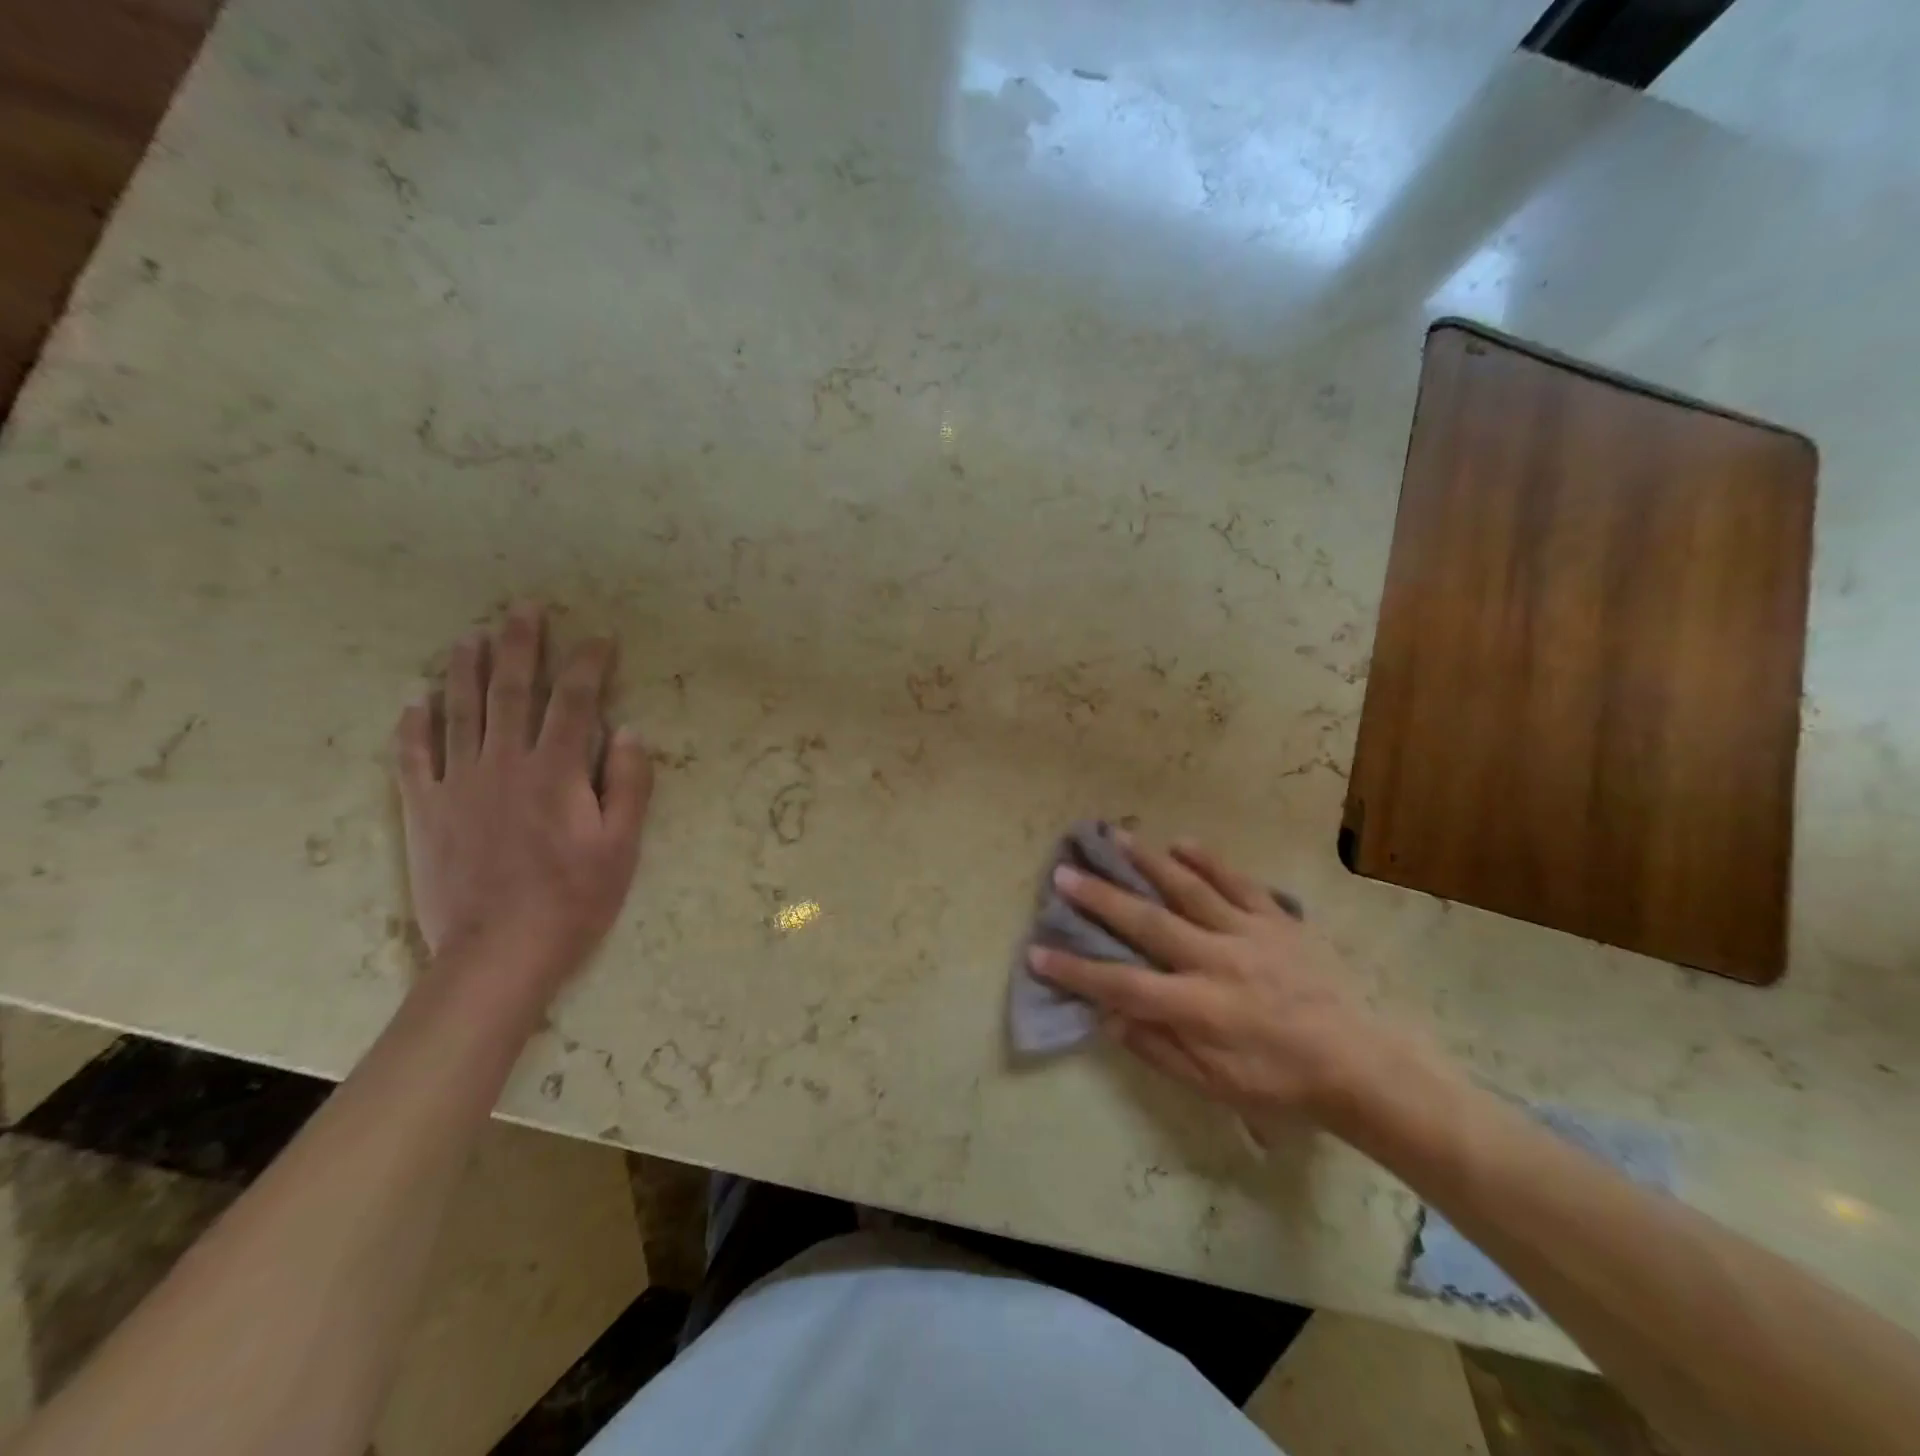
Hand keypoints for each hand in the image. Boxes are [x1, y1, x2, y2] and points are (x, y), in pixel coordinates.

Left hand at [391, 604, 652, 1002]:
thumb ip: (628, 784)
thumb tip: (628, 731)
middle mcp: (504, 764)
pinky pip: (413, 758)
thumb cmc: (574, 900)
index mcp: (556, 771)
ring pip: (459, 713)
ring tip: (471, 637)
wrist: (498, 953)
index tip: (600, 638)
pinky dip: (414, 726)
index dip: (589, 665)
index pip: (576, 702)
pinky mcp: (425, 811)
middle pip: (511, 692)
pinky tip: (417, 702)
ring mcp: (457, 785)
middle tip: (523, 609)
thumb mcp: (622, 846)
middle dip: (521, 646)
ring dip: (466, 670)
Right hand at [1028, 835, 1422, 1134]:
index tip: (1038, 952)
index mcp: (1198, 1007)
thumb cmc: (1280, 1082)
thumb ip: (1159, 1049)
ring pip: (1188, 889)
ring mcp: (1248, 933)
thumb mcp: (1214, 1085)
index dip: (1076, 970)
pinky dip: (1209, 861)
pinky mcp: (1276, 920)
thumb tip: (1109, 1018)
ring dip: (1147, 862)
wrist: (1360, 1063)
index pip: (1122, 985)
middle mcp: (1216, 960)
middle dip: (1100, 898)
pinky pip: (1238, 883)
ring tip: (1113, 837)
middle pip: (1147, 923)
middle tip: (1064, 874)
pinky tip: (1182, 842)